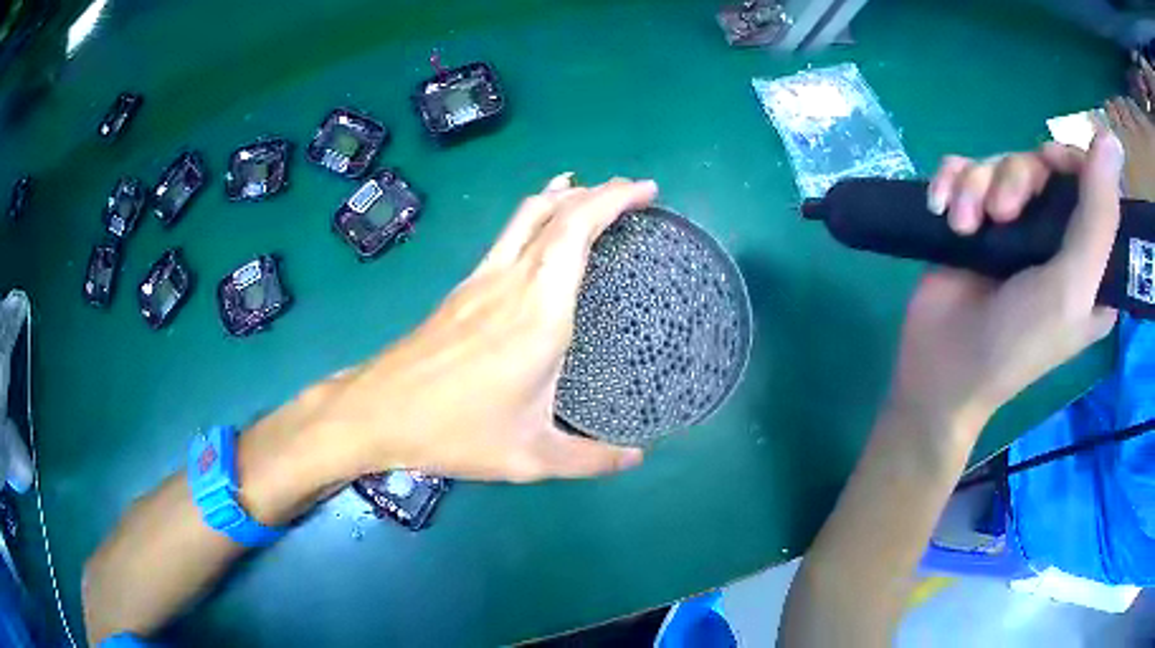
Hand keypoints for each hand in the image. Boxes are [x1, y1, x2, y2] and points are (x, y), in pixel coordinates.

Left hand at [313, 174, 655, 482]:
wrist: (378, 411)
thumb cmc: (455, 431)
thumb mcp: (531, 457)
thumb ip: (590, 459)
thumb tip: (636, 458)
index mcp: (539, 313)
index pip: (577, 231)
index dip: (614, 200)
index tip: (647, 190)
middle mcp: (511, 282)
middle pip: (555, 211)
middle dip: (599, 191)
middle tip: (634, 191)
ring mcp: (481, 280)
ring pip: (527, 216)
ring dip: (565, 197)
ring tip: (594, 194)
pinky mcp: (463, 289)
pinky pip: (509, 235)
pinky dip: (538, 217)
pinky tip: (543, 230)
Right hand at [892, 133, 1122, 437]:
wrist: (944, 370)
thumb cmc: (1019, 342)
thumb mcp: (1073, 287)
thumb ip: (1099, 217)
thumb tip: (1112, 138)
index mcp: (1089, 258)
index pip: (1091, 184)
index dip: (1069, 162)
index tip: (1047, 163)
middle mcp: (1056, 236)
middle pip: (1040, 166)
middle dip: (1014, 178)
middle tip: (999, 214)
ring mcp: (1014, 227)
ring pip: (998, 164)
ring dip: (974, 186)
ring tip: (963, 224)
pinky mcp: (976, 222)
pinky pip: (963, 171)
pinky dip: (949, 182)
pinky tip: (940, 208)